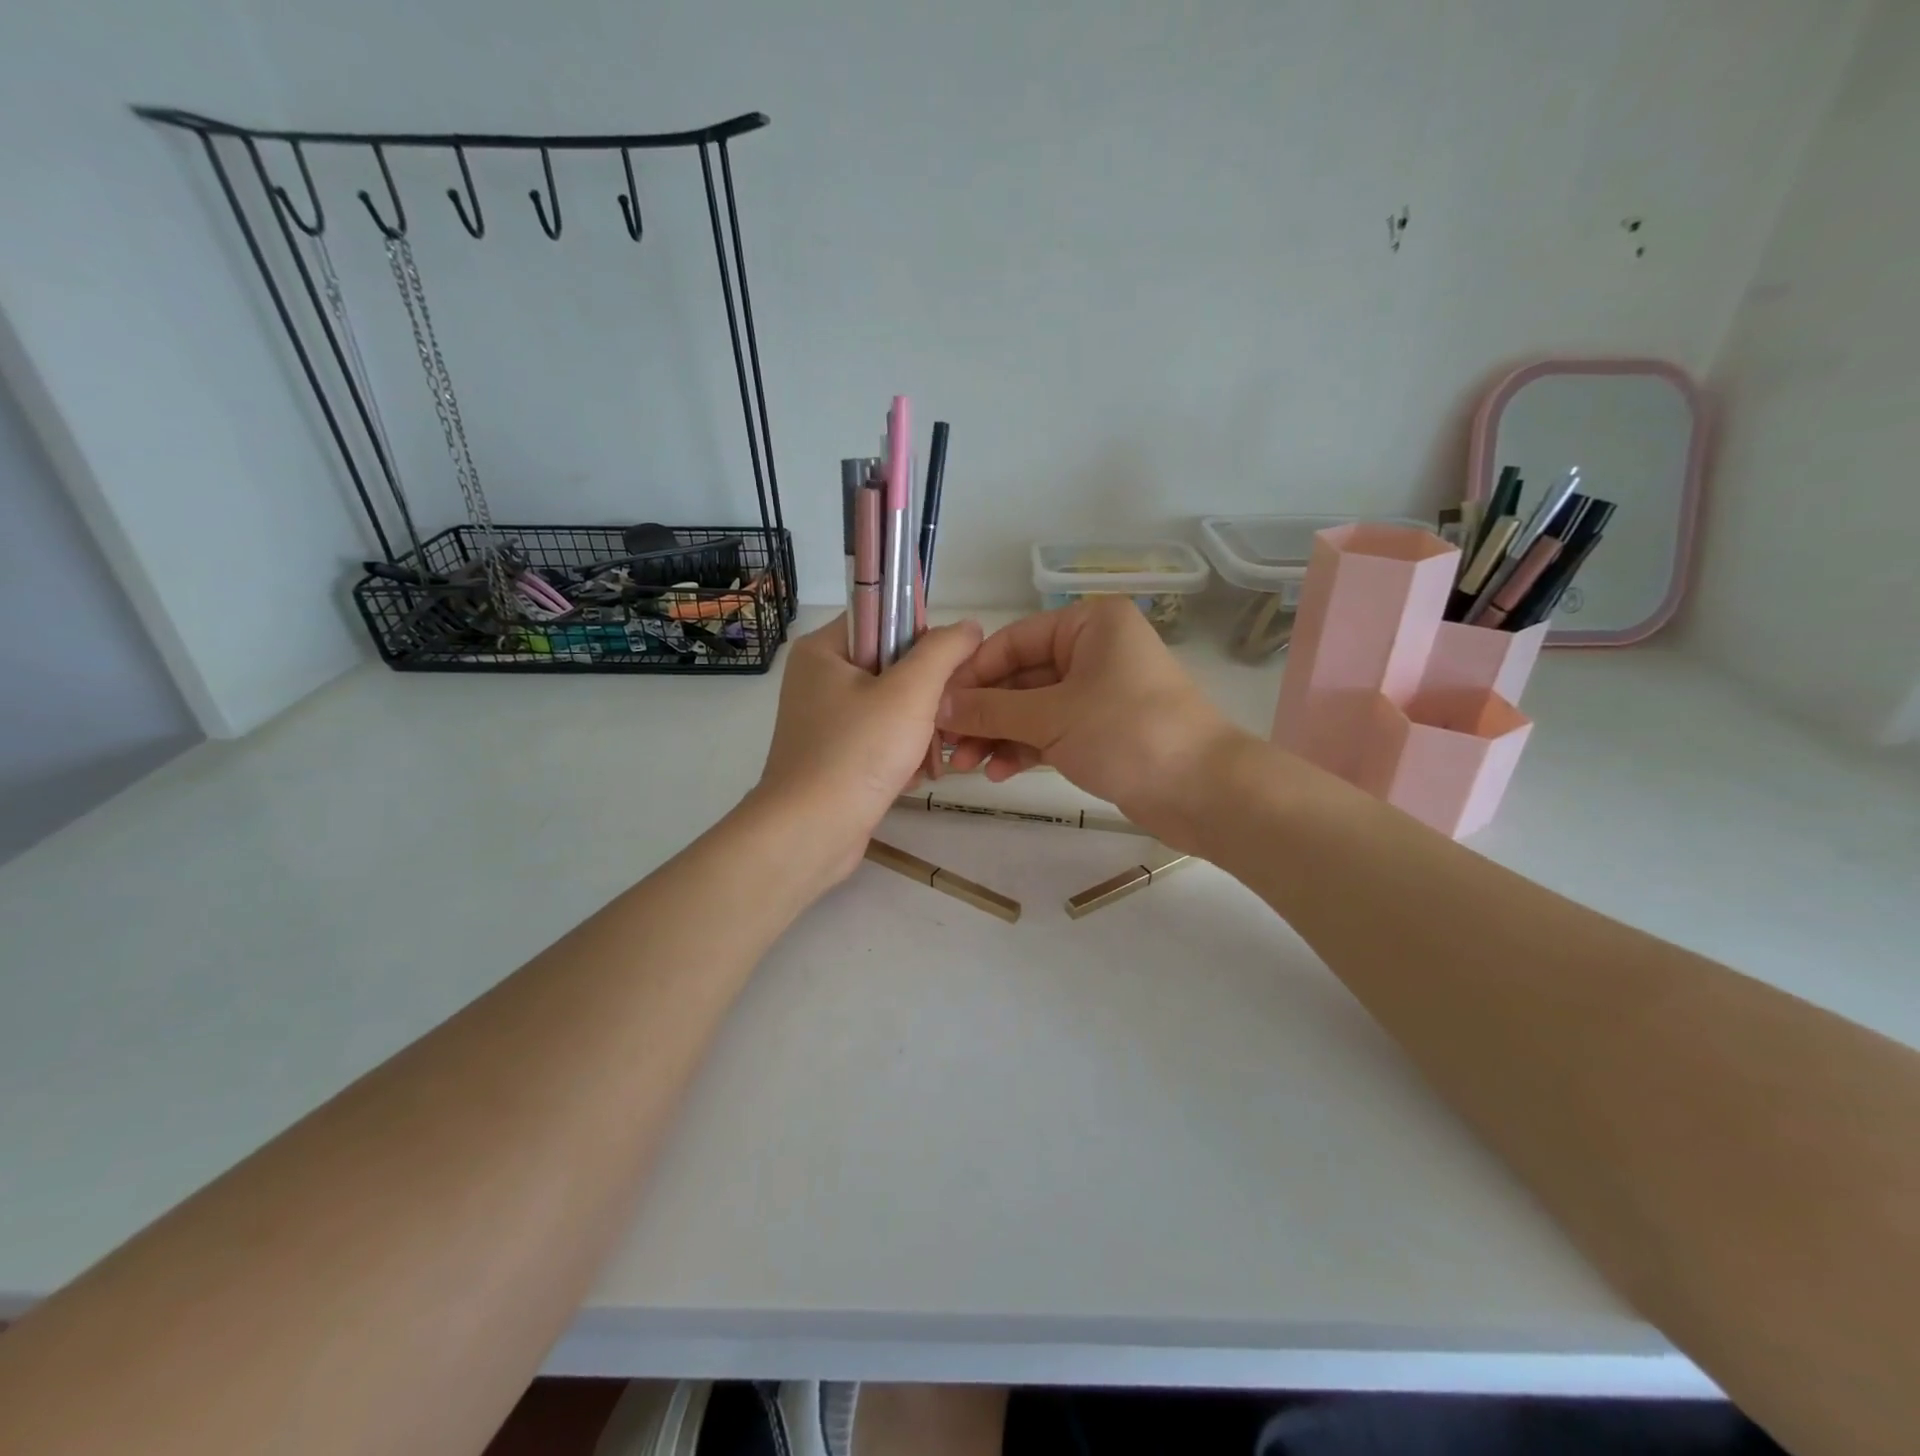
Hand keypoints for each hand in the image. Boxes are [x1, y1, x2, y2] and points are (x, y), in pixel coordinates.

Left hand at [752, 614, 983, 884]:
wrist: (810, 833)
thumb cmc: (858, 752)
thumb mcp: (911, 691)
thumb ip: (944, 650)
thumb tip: (968, 626)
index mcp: (823, 650)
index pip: (882, 616)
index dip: (921, 637)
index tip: (947, 670)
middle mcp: (818, 679)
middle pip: (891, 666)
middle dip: (925, 696)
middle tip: (942, 720)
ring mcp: (824, 720)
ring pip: (891, 706)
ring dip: (919, 730)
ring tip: (928, 757)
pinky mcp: (833, 756)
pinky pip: (879, 738)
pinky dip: (901, 754)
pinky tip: (911, 776)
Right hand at [936, 597, 1246, 848]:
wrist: (1203, 791)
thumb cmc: (1128, 733)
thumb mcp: (1051, 717)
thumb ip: (990, 710)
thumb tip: (937, 706)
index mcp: (1089, 624)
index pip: (1013, 641)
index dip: (972, 675)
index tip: (935, 706)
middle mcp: (1093, 650)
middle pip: (1020, 677)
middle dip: (983, 714)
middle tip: (947, 746)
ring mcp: (1098, 692)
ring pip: (1033, 708)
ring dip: (999, 736)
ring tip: (967, 766)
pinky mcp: (1102, 730)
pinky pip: (1051, 731)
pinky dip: (1025, 749)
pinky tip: (999, 773)